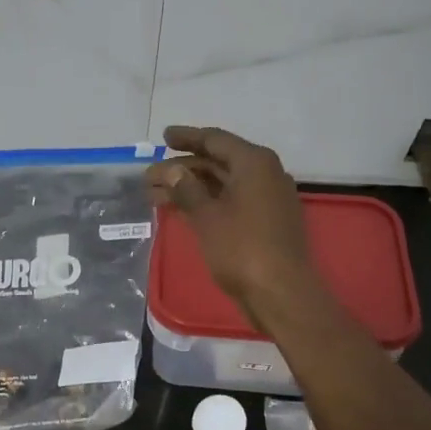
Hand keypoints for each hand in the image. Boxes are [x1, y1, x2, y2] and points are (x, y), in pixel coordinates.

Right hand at [146, 127, 320, 328]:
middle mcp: (264, 174)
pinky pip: (230, 201)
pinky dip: (205, 202)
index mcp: (254, 163)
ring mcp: (267, 199)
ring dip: (189, 187)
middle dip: (182, 168)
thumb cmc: (242, 249)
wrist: (281, 293)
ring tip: (155, 195)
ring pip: (222, 184)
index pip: (215, 140)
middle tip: (150, 176)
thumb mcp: (207, 217)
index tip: (164, 137)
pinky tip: (181, 210)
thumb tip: (172, 170)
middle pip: (218, 162)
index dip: (187, 137)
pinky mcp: (265, 222)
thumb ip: (187, 189)